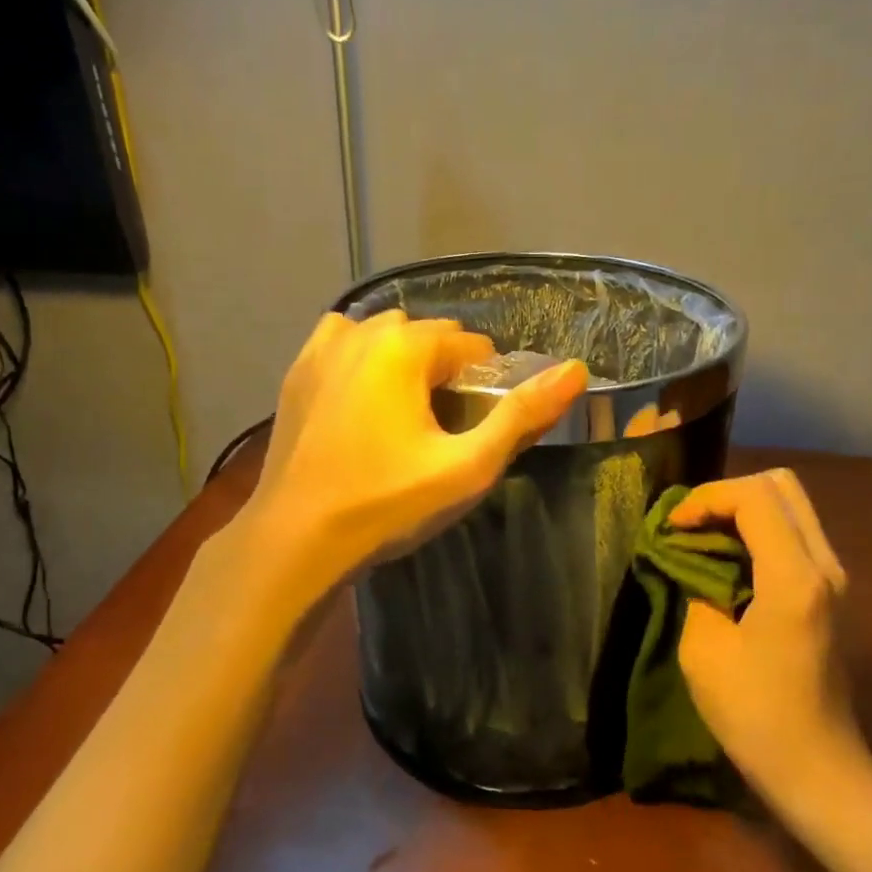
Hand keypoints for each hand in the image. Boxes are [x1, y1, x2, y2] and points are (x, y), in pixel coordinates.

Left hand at [243, 310, 587, 588]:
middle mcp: (362, 331)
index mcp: (405, 346)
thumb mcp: (468, 467)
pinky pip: (343, 345)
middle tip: (446, 430)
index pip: (471, 346)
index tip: (478, 429)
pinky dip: (363, 359)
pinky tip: (365, 400)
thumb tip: (575, 369)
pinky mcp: (296, 373)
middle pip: (428, 336)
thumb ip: (523, 416)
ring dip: (406, 362)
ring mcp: (321, 349)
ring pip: (384, 336)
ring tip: (407, 416)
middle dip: (447, 371)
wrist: (296, 539)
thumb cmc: (387, 504)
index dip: (486, 386)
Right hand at [670, 469, 871, 800]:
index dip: (705, 499)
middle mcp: (824, 564)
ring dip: (742, 511)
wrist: (816, 765)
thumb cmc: (754, 713)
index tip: (672, 528)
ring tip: (702, 539)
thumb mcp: (703, 649)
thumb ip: (696, 588)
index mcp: (794, 577)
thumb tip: (690, 561)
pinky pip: (793, 534)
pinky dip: (756, 531)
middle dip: (727, 494)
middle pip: (781, 486)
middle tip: (690, 524)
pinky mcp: (827, 592)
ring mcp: (832, 577)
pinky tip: (726, 560)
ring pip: (790, 506)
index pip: (754, 497)